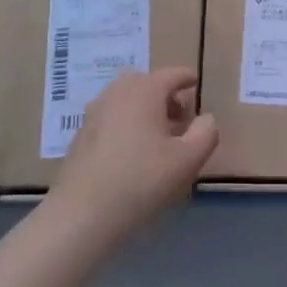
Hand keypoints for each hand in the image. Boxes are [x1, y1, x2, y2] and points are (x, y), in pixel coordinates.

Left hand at [46, 68, 217, 247]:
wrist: (84, 212)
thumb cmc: (142, 179)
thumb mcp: (188, 160)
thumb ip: (205, 133)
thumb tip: (206, 118)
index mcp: (145, 90)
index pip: (171, 74)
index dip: (186, 78)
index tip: (195, 83)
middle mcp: (117, 93)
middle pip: (145, 83)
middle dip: (164, 94)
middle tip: (179, 115)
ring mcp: (94, 113)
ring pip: (125, 100)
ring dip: (143, 109)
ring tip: (157, 136)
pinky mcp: (80, 135)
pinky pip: (110, 118)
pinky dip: (125, 123)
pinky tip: (131, 152)